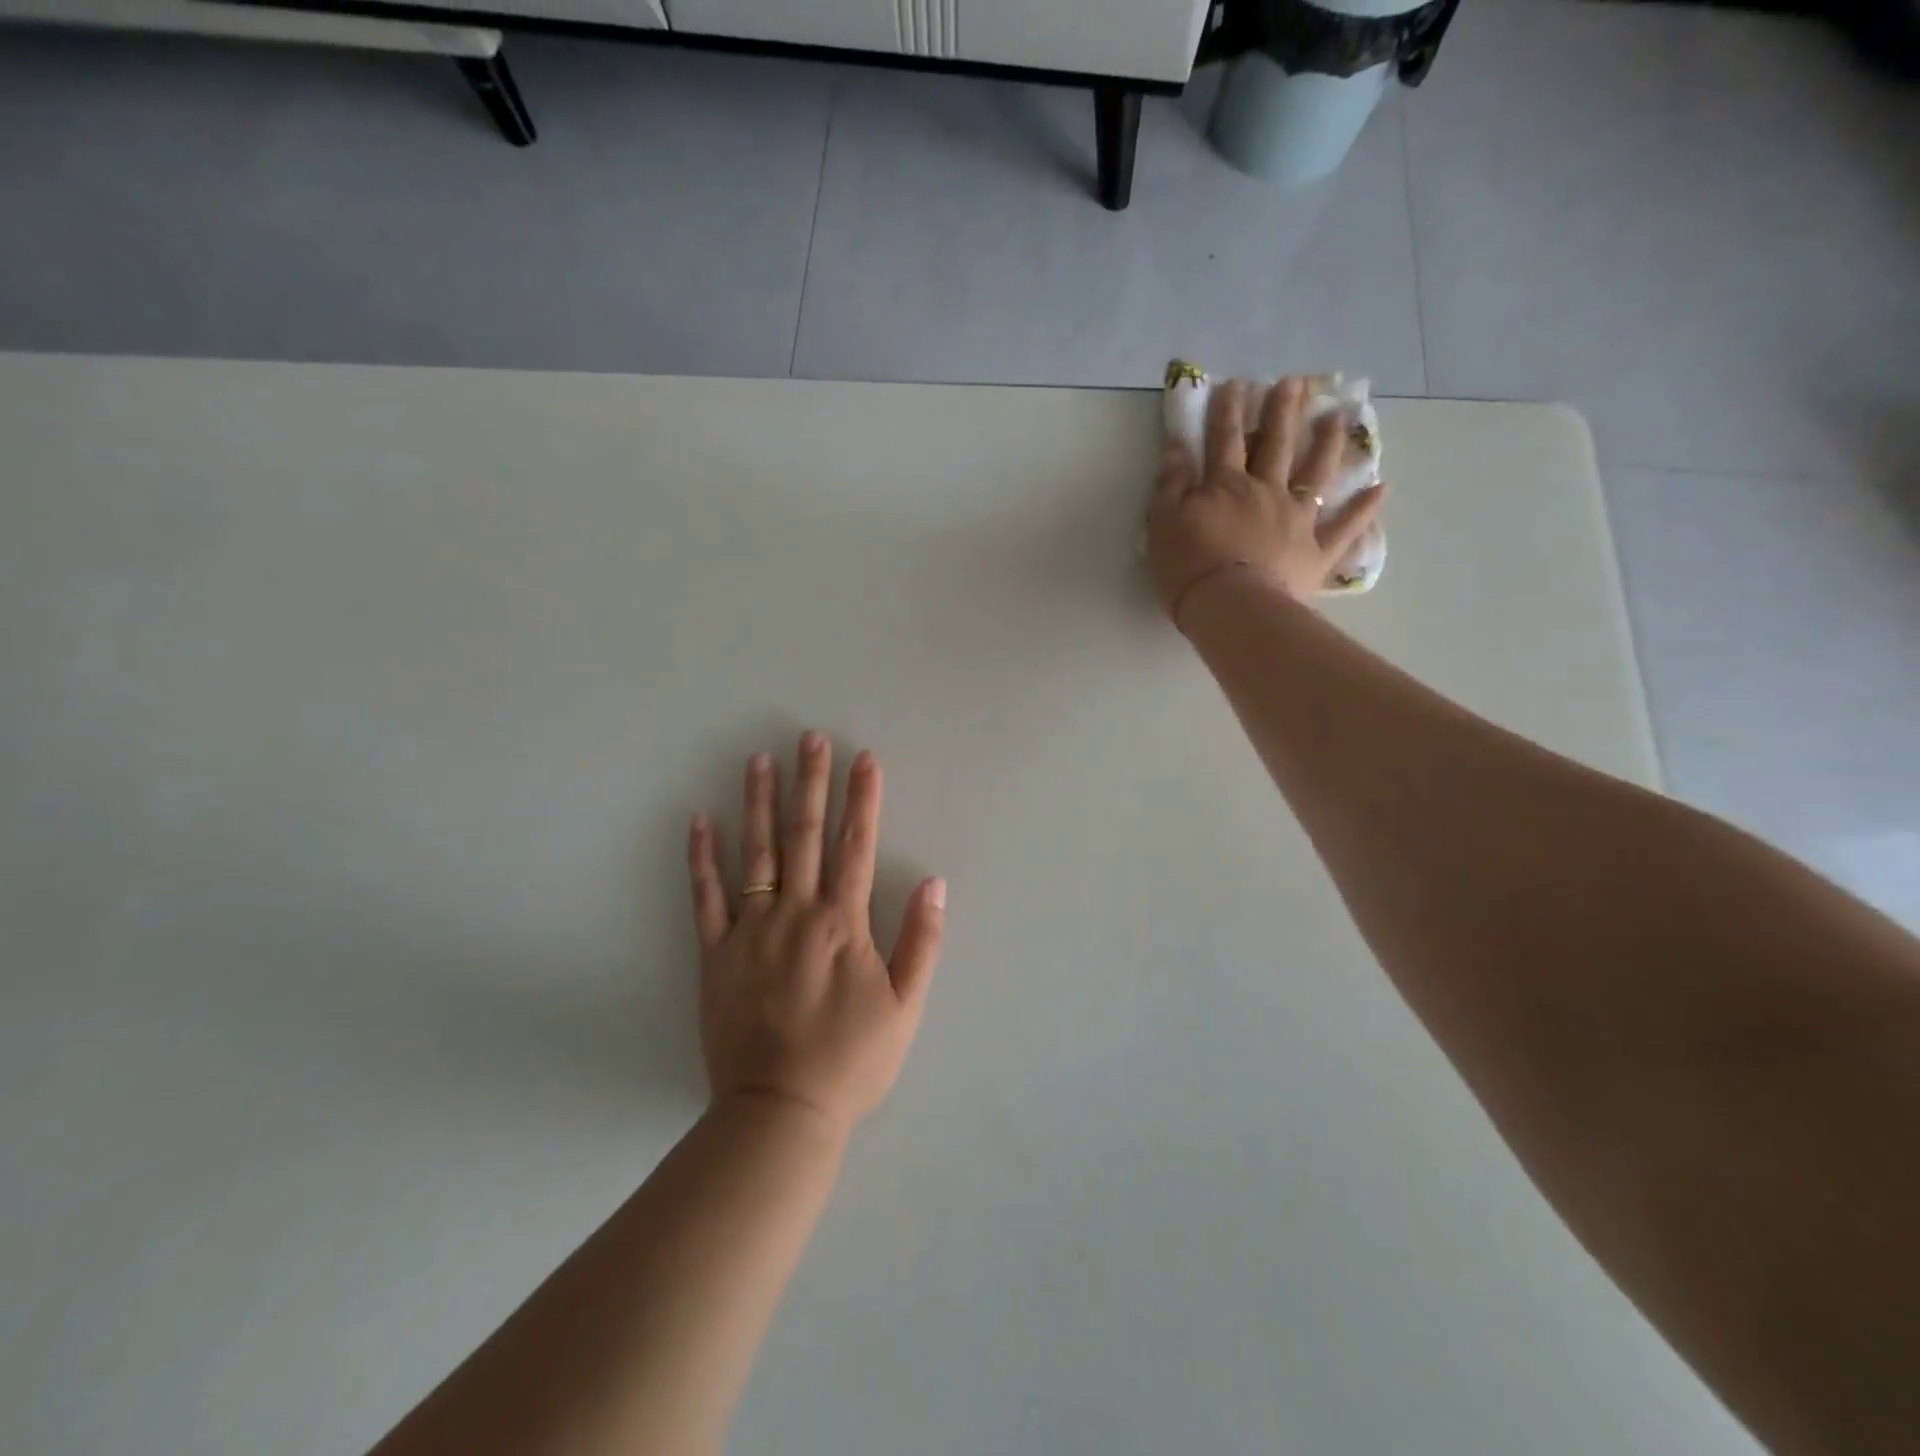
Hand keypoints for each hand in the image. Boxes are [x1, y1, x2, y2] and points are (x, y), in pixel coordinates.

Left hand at [687, 733, 945, 1136]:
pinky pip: (706, 897)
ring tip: (760, 760)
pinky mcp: (715, 954)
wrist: (780, 1111)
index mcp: (843, 923)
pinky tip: (701, 821)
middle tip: (810, 737)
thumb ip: (921, 941)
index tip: (864, 758)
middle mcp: (797, 913)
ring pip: (756, 854)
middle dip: (811, 782)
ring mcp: (751, 931)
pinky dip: (702, 858)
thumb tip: (936, 882)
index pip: (856, 846)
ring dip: (760, 803)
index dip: (862, 799)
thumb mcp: (905, 1007)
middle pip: (805, 835)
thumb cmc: (851, 1061)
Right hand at [1147, 376, 1385, 627]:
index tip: (1234, 384)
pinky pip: (1345, 528)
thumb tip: (1178, 447)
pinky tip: (1381, 489)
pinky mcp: (1316, 552)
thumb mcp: (1163, 522)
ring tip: (1338, 418)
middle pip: (1276, 445)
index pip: (1225, 439)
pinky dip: (1364, 509)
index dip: (1228, 410)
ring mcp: (1297, 519)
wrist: (1230, 607)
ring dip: (1328, 444)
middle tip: (1294, 383)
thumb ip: (1172, 484)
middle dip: (1283, 411)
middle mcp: (1267, 492)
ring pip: (1317, 474)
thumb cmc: (1189, 567)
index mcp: (1226, 485)